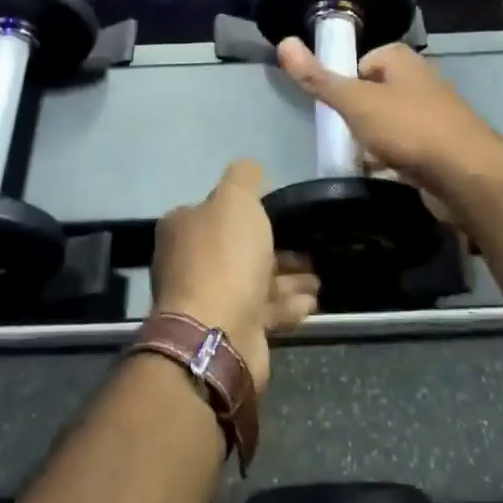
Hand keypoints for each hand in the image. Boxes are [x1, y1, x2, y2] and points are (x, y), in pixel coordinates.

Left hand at [151, 159, 319, 390]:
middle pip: (238, 249)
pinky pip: (264, 311)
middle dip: (276, 249)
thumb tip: (249, 168)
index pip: (214, 211)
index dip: (246, 211)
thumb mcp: (235, 198)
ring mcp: (209, 300)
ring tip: (319, 277)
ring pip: (255, 281)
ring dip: (288, 279)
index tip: (280, 213)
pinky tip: (312, 302)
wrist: (218, 334)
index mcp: (183, 228)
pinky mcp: (231, 331)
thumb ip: (244, 177)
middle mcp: (190, 263)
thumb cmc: (224, 257)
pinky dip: (288, 305)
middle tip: (310, 249)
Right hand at [275, 40, 502, 197]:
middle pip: (377, 92)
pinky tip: (385, 177)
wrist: (468, 176)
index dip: (346, 82)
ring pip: (393, 122)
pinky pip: (410, 147)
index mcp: (402, 60)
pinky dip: (396, 159)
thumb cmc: (409, 128)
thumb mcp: (355, 102)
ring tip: (362, 159)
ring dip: (377, 140)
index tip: (334, 107)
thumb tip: (283, 42)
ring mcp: (436, 114)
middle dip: (360, 114)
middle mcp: (422, 80)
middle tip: (345, 135)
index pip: (363, 61)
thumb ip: (319, 78)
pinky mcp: (445, 146)